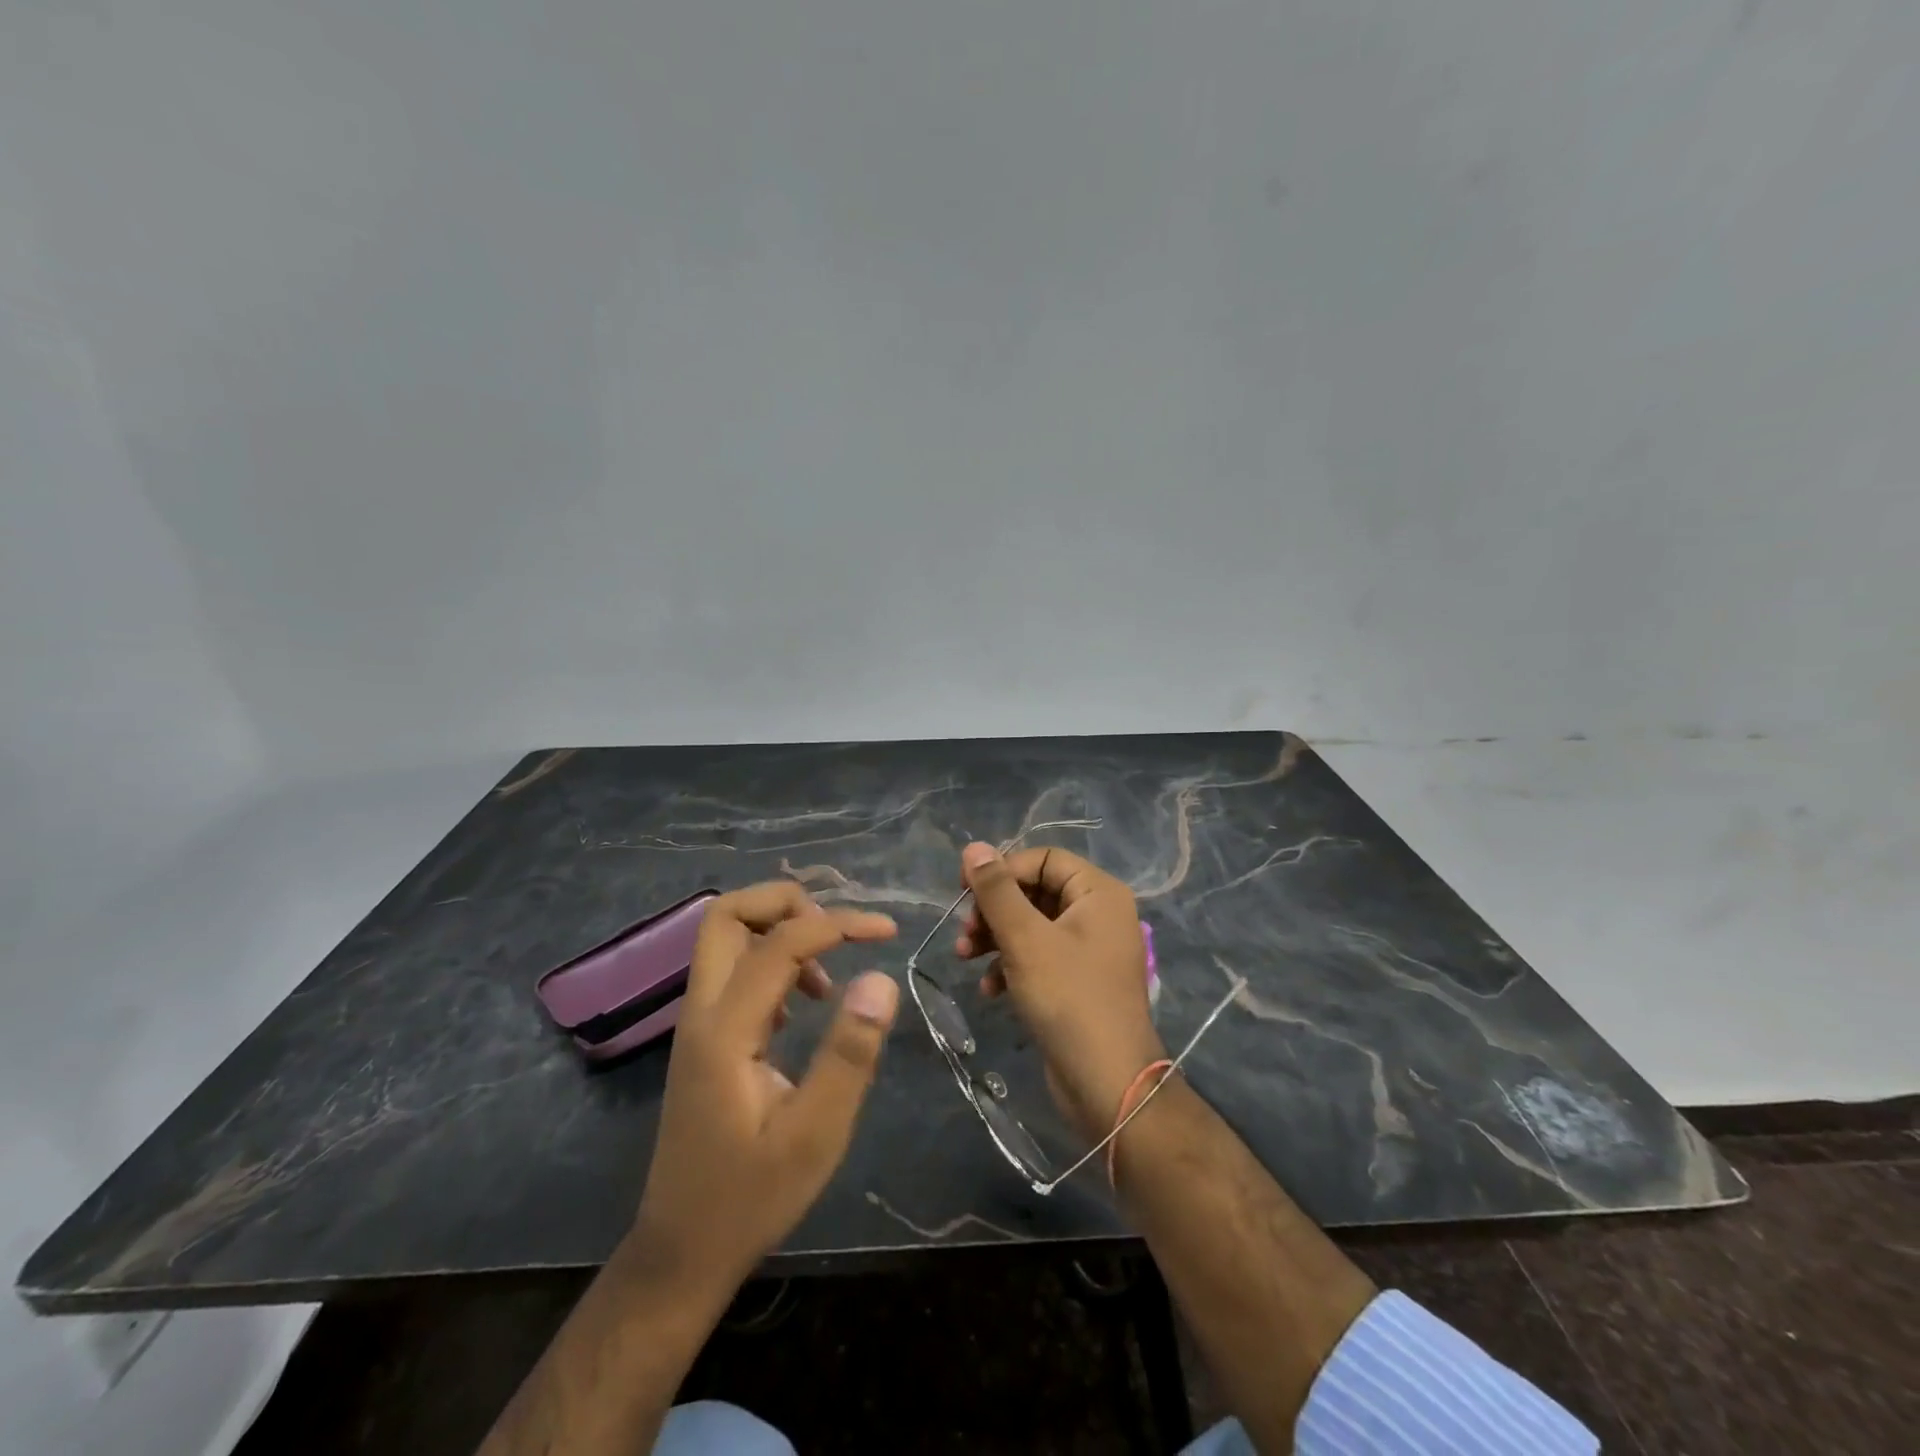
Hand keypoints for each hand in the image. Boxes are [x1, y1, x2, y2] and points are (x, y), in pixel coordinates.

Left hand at [633, 883, 899, 1292]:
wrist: (682, 1250)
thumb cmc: (751, 1197)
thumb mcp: (815, 1135)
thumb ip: (849, 1054)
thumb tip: (880, 978)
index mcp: (725, 1030)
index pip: (780, 942)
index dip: (838, 923)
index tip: (887, 932)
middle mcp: (702, 1011)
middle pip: (726, 914)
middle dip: (788, 902)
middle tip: (838, 930)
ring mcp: (698, 1022)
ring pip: (726, 936)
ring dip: (780, 930)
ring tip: (829, 974)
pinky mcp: (706, 1036)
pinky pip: (734, 968)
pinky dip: (773, 960)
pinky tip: (807, 1003)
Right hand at [954, 843, 1166, 1142]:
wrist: (1108, 1084)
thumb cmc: (1068, 998)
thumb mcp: (1025, 938)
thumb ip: (997, 890)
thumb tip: (974, 847)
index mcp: (1098, 892)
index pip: (1042, 858)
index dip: (1002, 870)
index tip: (964, 892)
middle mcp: (1098, 913)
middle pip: (1035, 890)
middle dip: (994, 910)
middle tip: (964, 933)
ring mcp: (1090, 949)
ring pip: (1032, 925)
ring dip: (995, 937)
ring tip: (965, 958)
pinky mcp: (1078, 982)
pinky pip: (1039, 957)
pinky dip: (1012, 965)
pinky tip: (990, 990)